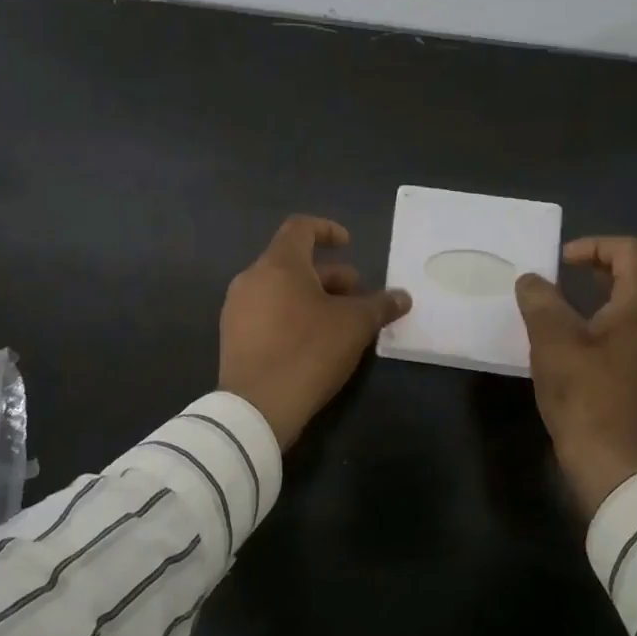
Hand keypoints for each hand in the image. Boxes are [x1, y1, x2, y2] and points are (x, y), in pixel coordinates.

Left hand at [219, 215, 412, 448]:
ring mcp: (238, 308)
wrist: (256, 408)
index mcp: (279, 264)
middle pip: (293, 263)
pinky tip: (313, 343)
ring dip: (313, 297)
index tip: (349, 245)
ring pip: (281, 289)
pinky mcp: (233, 336)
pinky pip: (267, 312)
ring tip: (340, 322)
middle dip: (330, 276)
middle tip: (357, 298)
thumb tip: (403, 297)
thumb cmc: (308, 352)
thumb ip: (380, 305)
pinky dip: (292, 315)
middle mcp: (252, 278)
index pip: (301, 227)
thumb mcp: (354, 326)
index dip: (327, 230)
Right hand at [515, 236, 636, 513]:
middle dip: (610, 262)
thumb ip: (540, 300)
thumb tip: (531, 280)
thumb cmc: (586, 395)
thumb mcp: (552, 341)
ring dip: (616, 289)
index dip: (595, 246)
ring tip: (578, 297)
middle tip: (574, 270)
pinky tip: (590, 334)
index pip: (633, 251)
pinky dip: (621, 314)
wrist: (618, 465)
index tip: (561, 260)